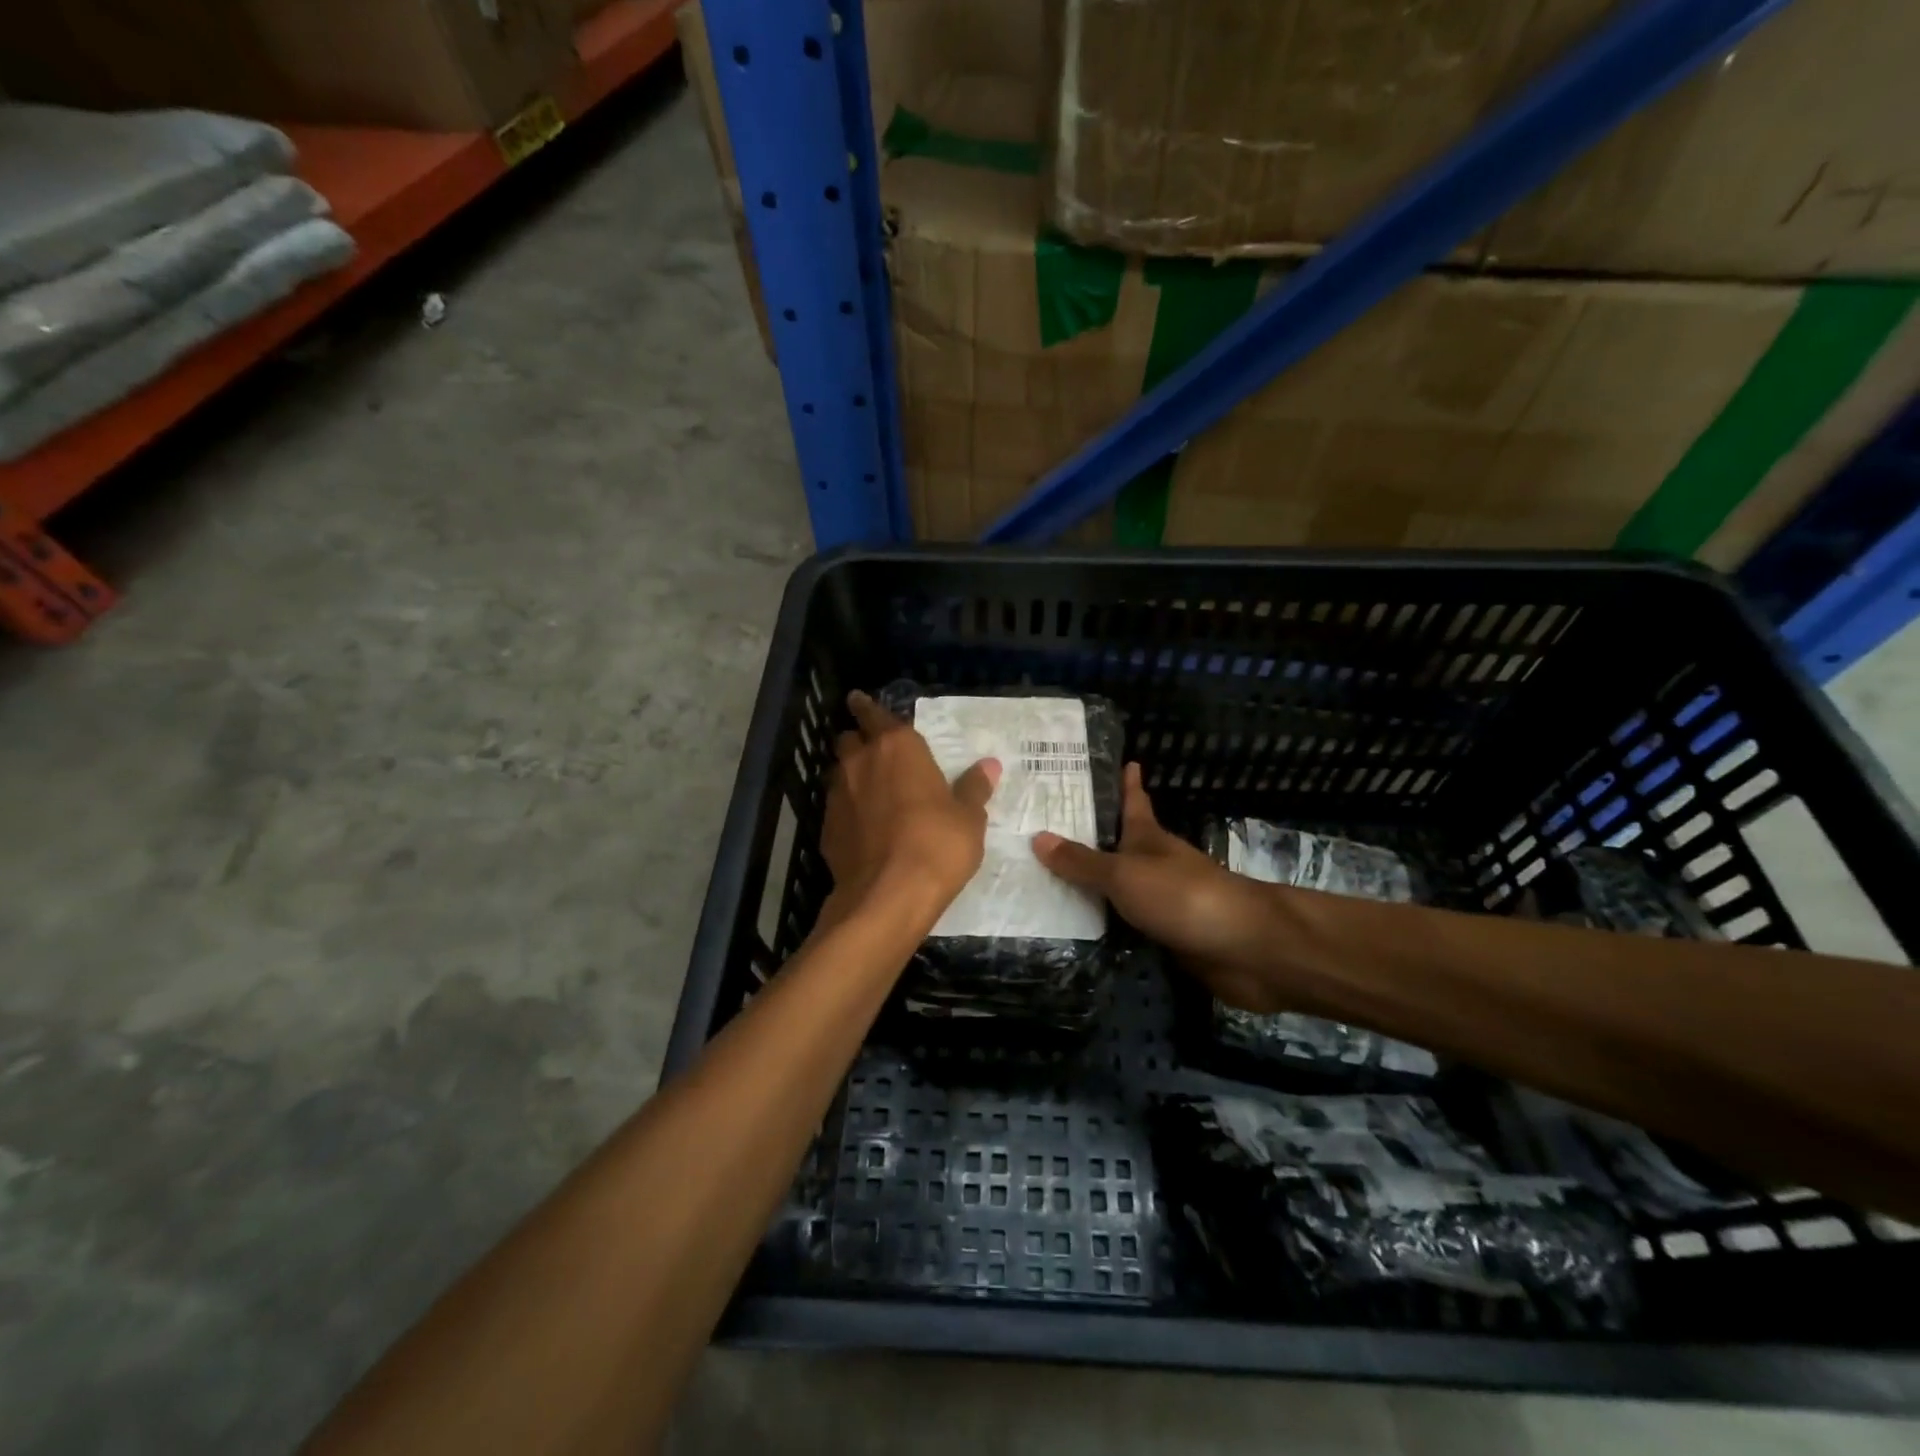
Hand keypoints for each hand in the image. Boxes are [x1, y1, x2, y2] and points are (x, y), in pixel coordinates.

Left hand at [819, 691, 1000, 927]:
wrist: (887, 895)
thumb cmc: (937, 845)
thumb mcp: (968, 818)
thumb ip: (974, 788)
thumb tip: (989, 766)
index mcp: (897, 747)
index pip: (874, 713)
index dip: (867, 707)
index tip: (859, 700)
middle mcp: (861, 762)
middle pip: (849, 739)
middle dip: (859, 741)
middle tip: (875, 752)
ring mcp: (837, 795)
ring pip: (839, 773)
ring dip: (851, 776)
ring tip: (870, 791)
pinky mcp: (825, 828)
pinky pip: (835, 808)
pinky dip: (847, 810)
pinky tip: (862, 828)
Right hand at [1032, 764, 1290, 1012]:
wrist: (1242, 948)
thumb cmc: (1182, 895)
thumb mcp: (1124, 874)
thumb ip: (1082, 862)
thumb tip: (1037, 837)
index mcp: (1149, 838)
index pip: (1135, 802)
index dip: (1127, 783)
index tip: (1123, 761)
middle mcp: (1156, 864)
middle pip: (1123, 843)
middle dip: (1094, 835)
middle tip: (1050, 827)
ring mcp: (1165, 900)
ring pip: (1123, 884)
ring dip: (1096, 881)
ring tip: (1052, 876)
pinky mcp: (1168, 934)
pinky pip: (1127, 921)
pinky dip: (1106, 919)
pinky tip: (1080, 924)